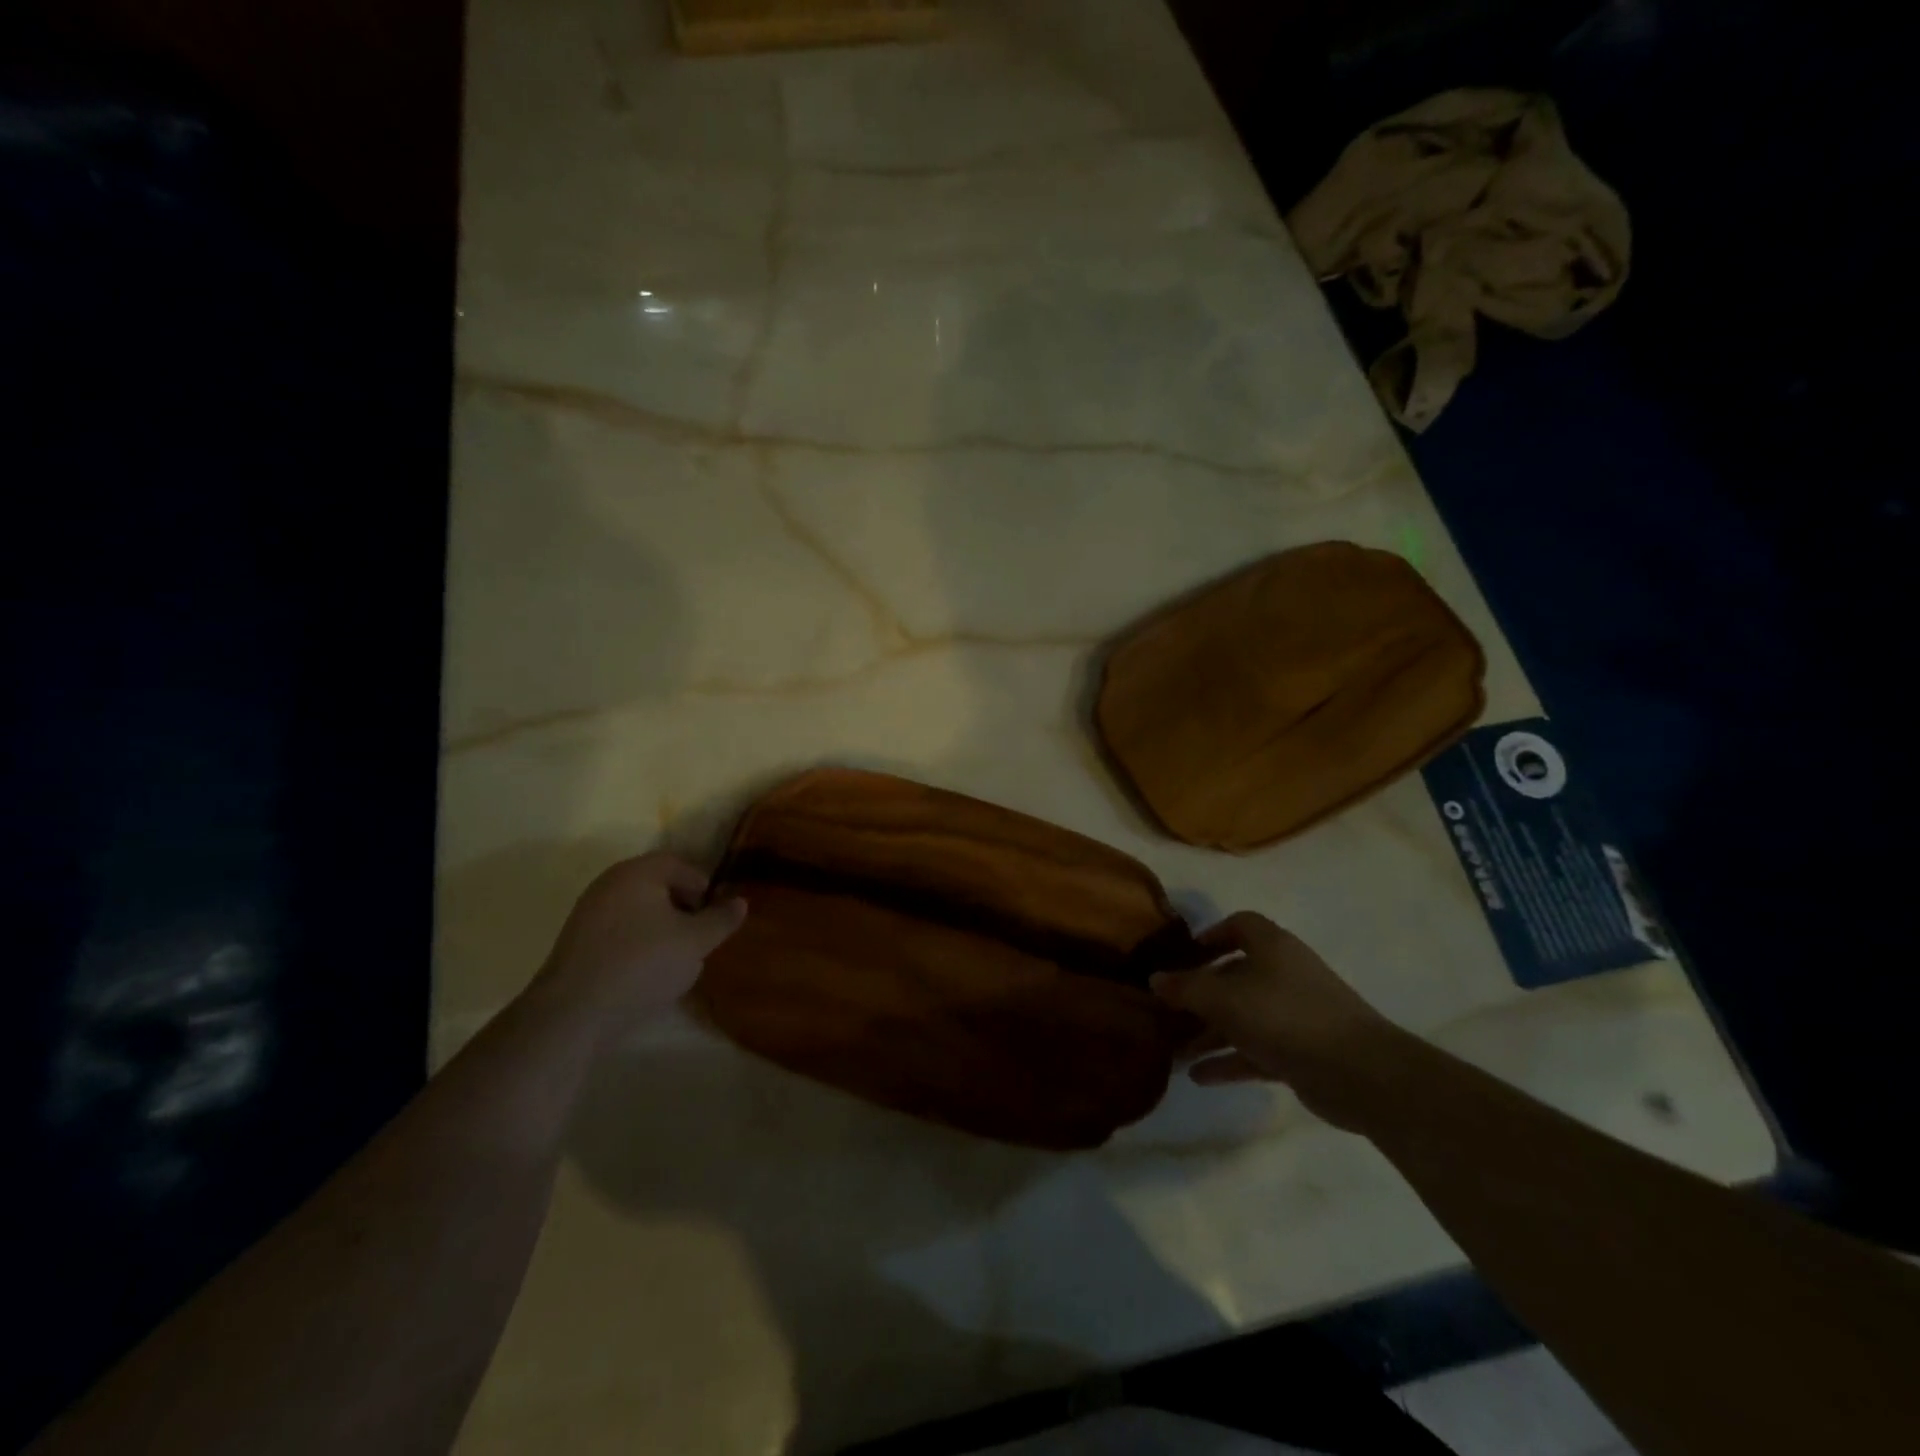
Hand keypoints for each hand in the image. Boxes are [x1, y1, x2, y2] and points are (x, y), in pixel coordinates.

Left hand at [533, 853, 745, 1038]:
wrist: (573, 1012)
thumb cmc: (643, 964)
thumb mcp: (695, 942)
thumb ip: (721, 919)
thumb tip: (740, 902)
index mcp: (638, 872)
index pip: (681, 866)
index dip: (704, 889)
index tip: (714, 919)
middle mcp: (610, 883)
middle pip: (658, 887)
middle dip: (683, 911)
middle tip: (698, 940)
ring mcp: (588, 912)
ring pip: (638, 912)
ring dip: (661, 930)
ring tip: (674, 961)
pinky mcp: (575, 942)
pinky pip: (619, 933)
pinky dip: (637, 946)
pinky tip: (645, 974)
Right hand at [1151, 912, 1399, 1127]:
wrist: (1361, 1073)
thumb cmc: (1286, 1017)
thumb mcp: (1224, 998)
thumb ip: (1186, 988)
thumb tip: (1155, 979)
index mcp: (1272, 947)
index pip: (1239, 926)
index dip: (1211, 935)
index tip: (1184, 955)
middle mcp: (1284, 974)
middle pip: (1235, 975)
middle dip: (1201, 994)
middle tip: (1169, 1011)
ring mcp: (1295, 1014)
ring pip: (1244, 1016)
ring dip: (1210, 1032)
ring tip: (1175, 1050)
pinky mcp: (1302, 1052)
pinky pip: (1256, 1050)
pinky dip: (1230, 1060)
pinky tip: (1199, 1076)